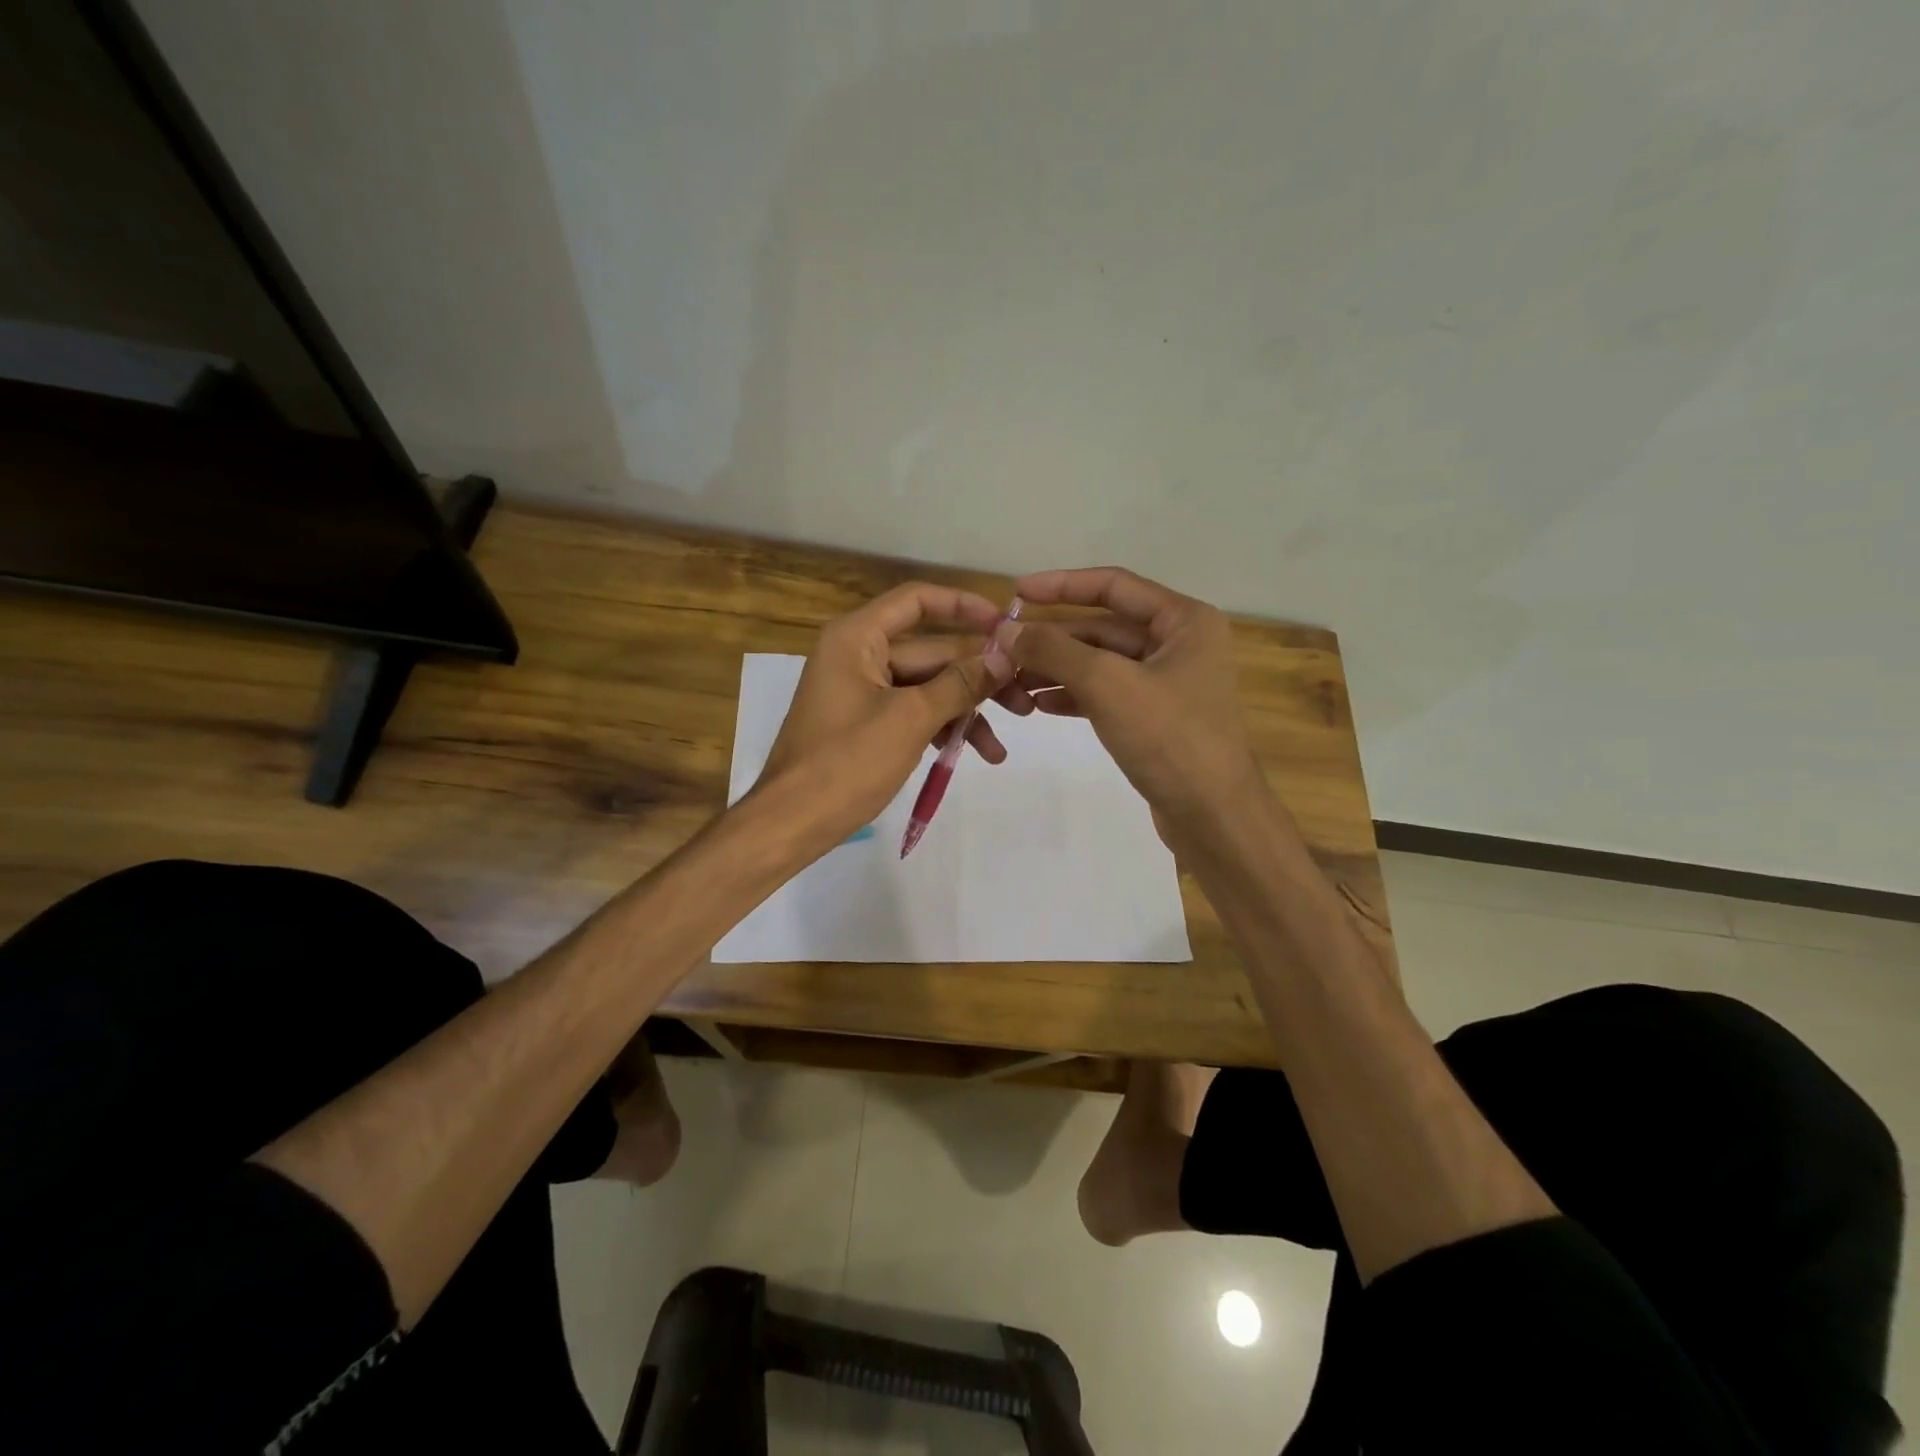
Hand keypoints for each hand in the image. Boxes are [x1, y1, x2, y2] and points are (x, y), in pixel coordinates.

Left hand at [755, 582, 1015, 849]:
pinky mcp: (868, 724)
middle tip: (1025, 699)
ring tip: (1004, 742)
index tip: (1006, 624)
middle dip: (978, 676)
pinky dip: (942, 728)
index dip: (963, 606)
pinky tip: (977, 754)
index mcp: (857, 638)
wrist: (791, 822)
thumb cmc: (845, 762)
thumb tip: (1004, 656)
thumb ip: (959, 684)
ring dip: (966, 710)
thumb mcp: (910, 719)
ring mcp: (863, 692)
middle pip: (931, 651)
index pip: (917, 602)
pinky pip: (914, 713)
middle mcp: (859, 655)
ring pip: (928, 687)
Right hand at [1002, 567, 1260, 826]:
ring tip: (1012, 682)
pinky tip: (1040, 705)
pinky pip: (1108, 692)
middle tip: (1004, 650)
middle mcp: (1180, 643)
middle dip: (1053, 639)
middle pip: (1104, 627)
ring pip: (1102, 663)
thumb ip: (1054, 650)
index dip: (1061, 585)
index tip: (1015, 593)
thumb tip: (1006, 630)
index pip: (1114, 585)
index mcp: (1184, 620)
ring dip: (1058, 669)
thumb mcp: (1107, 685)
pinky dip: (1074, 695)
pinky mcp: (1156, 717)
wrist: (1213, 816)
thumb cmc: (1169, 738)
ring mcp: (1169, 682)